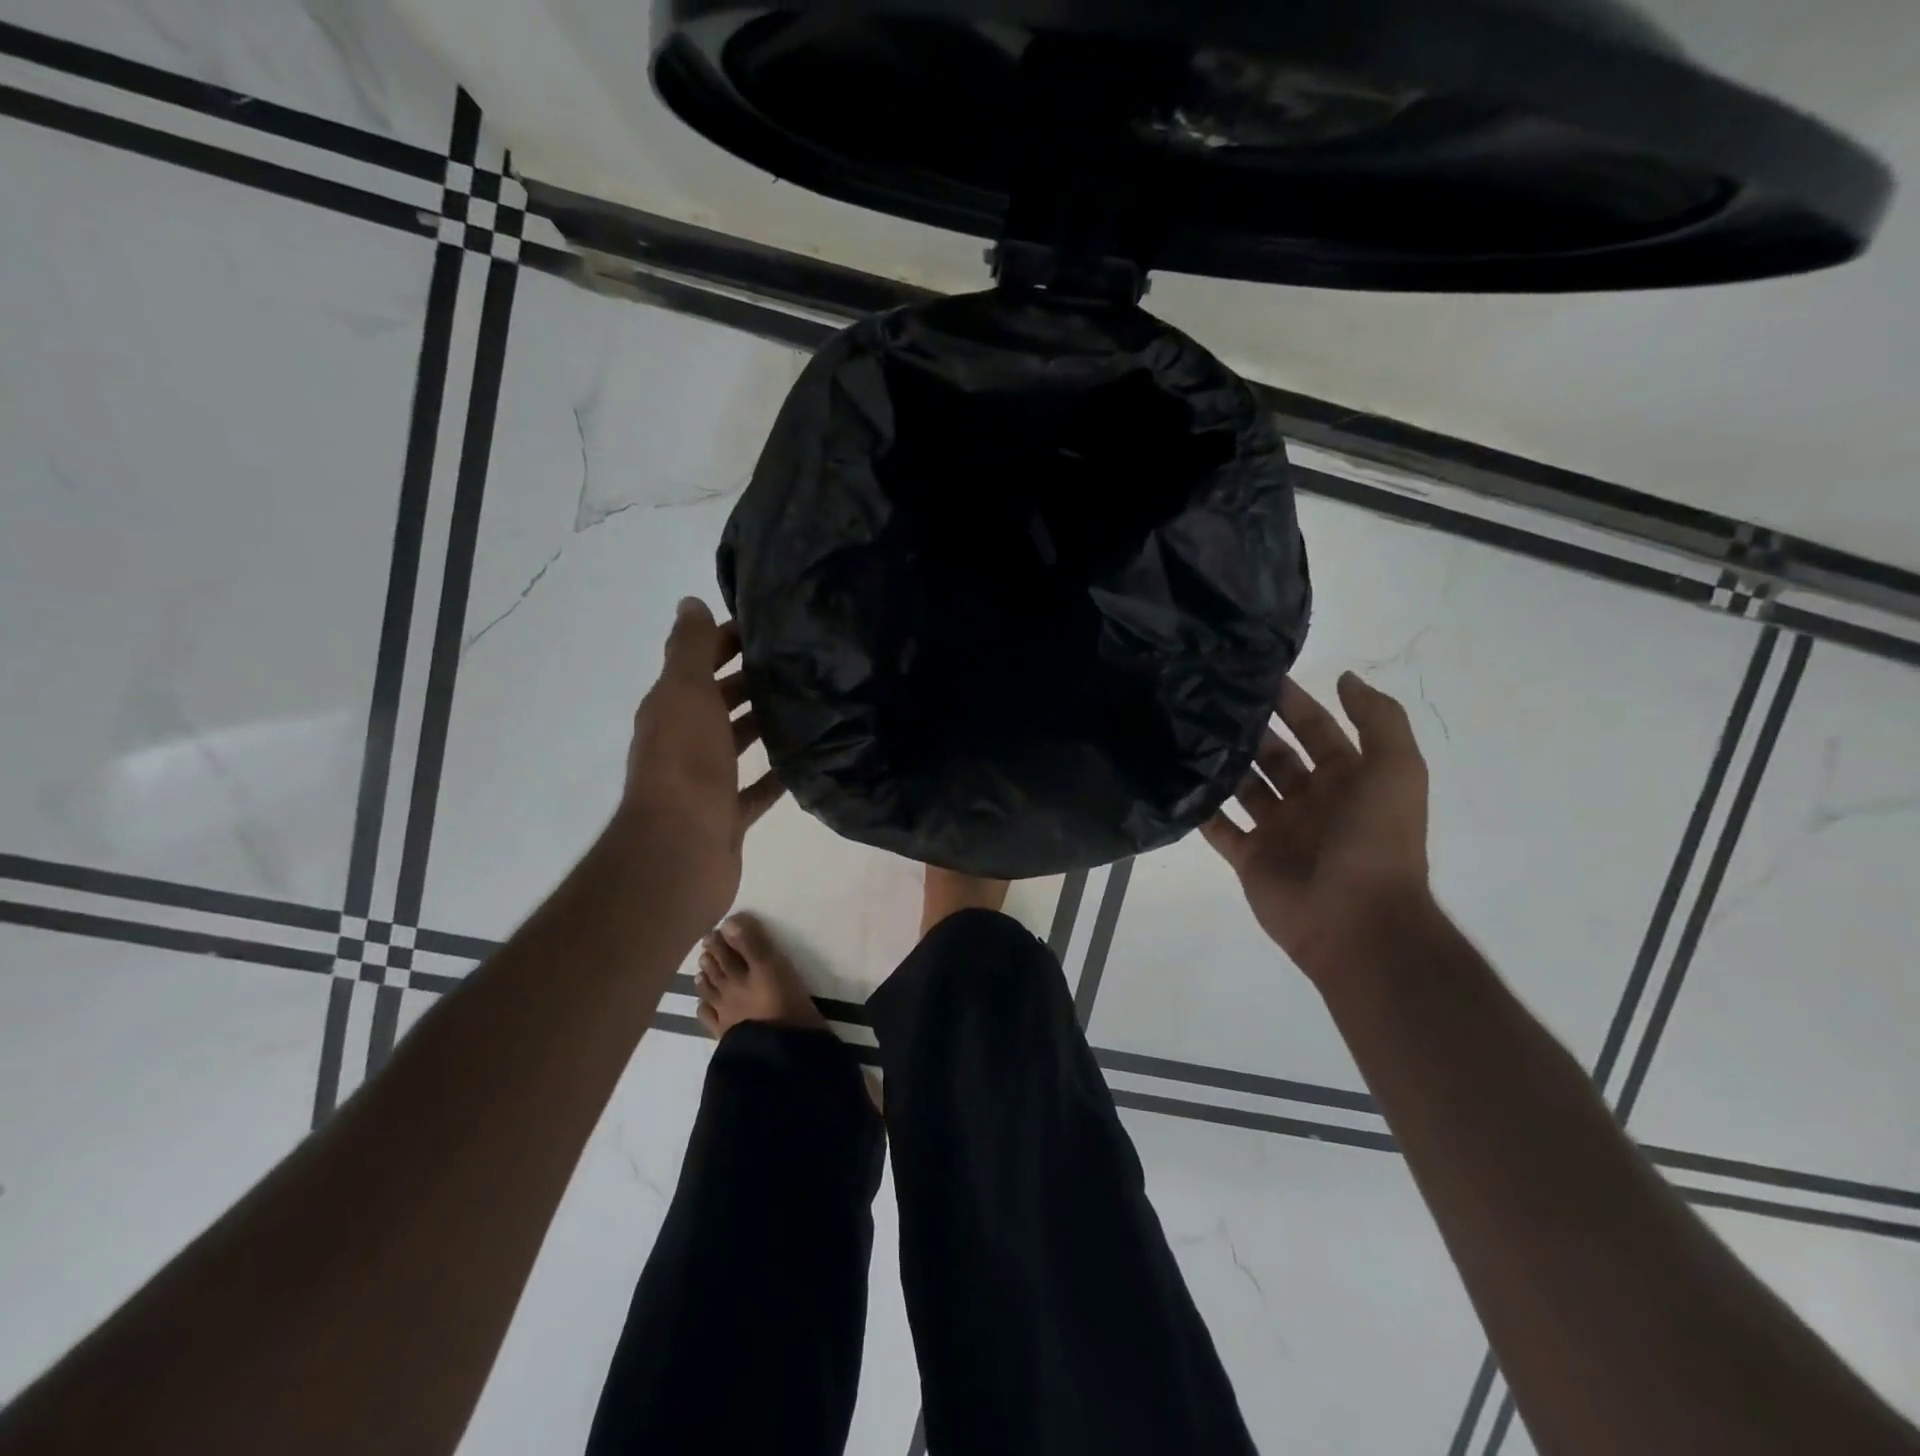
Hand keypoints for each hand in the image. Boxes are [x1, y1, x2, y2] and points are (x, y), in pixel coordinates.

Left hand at [615, 598, 783, 929]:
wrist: (679, 851)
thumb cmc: (684, 763)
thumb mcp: (685, 692)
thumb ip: (689, 648)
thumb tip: (689, 603)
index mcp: (670, 708)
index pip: (698, 662)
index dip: (727, 640)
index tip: (770, 626)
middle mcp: (684, 741)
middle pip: (719, 701)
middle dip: (751, 680)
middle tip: (802, 663)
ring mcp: (705, 782)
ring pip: (737, 743)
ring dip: (764, 724)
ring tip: (812, 704)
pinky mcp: (727, 816)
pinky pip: (756, 789)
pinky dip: (777, 775)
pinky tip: (809, 761)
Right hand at [1201, 673, 1430, 980]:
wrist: (1357, 921)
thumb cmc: (1377, 839)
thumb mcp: (1396, 769)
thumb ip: (1378, 720)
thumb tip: (1346, 677)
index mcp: (1347, 779)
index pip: (1316, 729)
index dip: (1292, 702)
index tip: (1256, 674)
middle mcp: (1311, 800)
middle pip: (1274, 754)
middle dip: (1250, 729)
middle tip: (1208, 699)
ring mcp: (1278, 830)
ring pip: (1243, 786)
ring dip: (1222, 761)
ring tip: (1186, 730)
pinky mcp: (1250, 857)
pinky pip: (1219, 826)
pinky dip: (1201, 806)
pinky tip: (1175, 777)